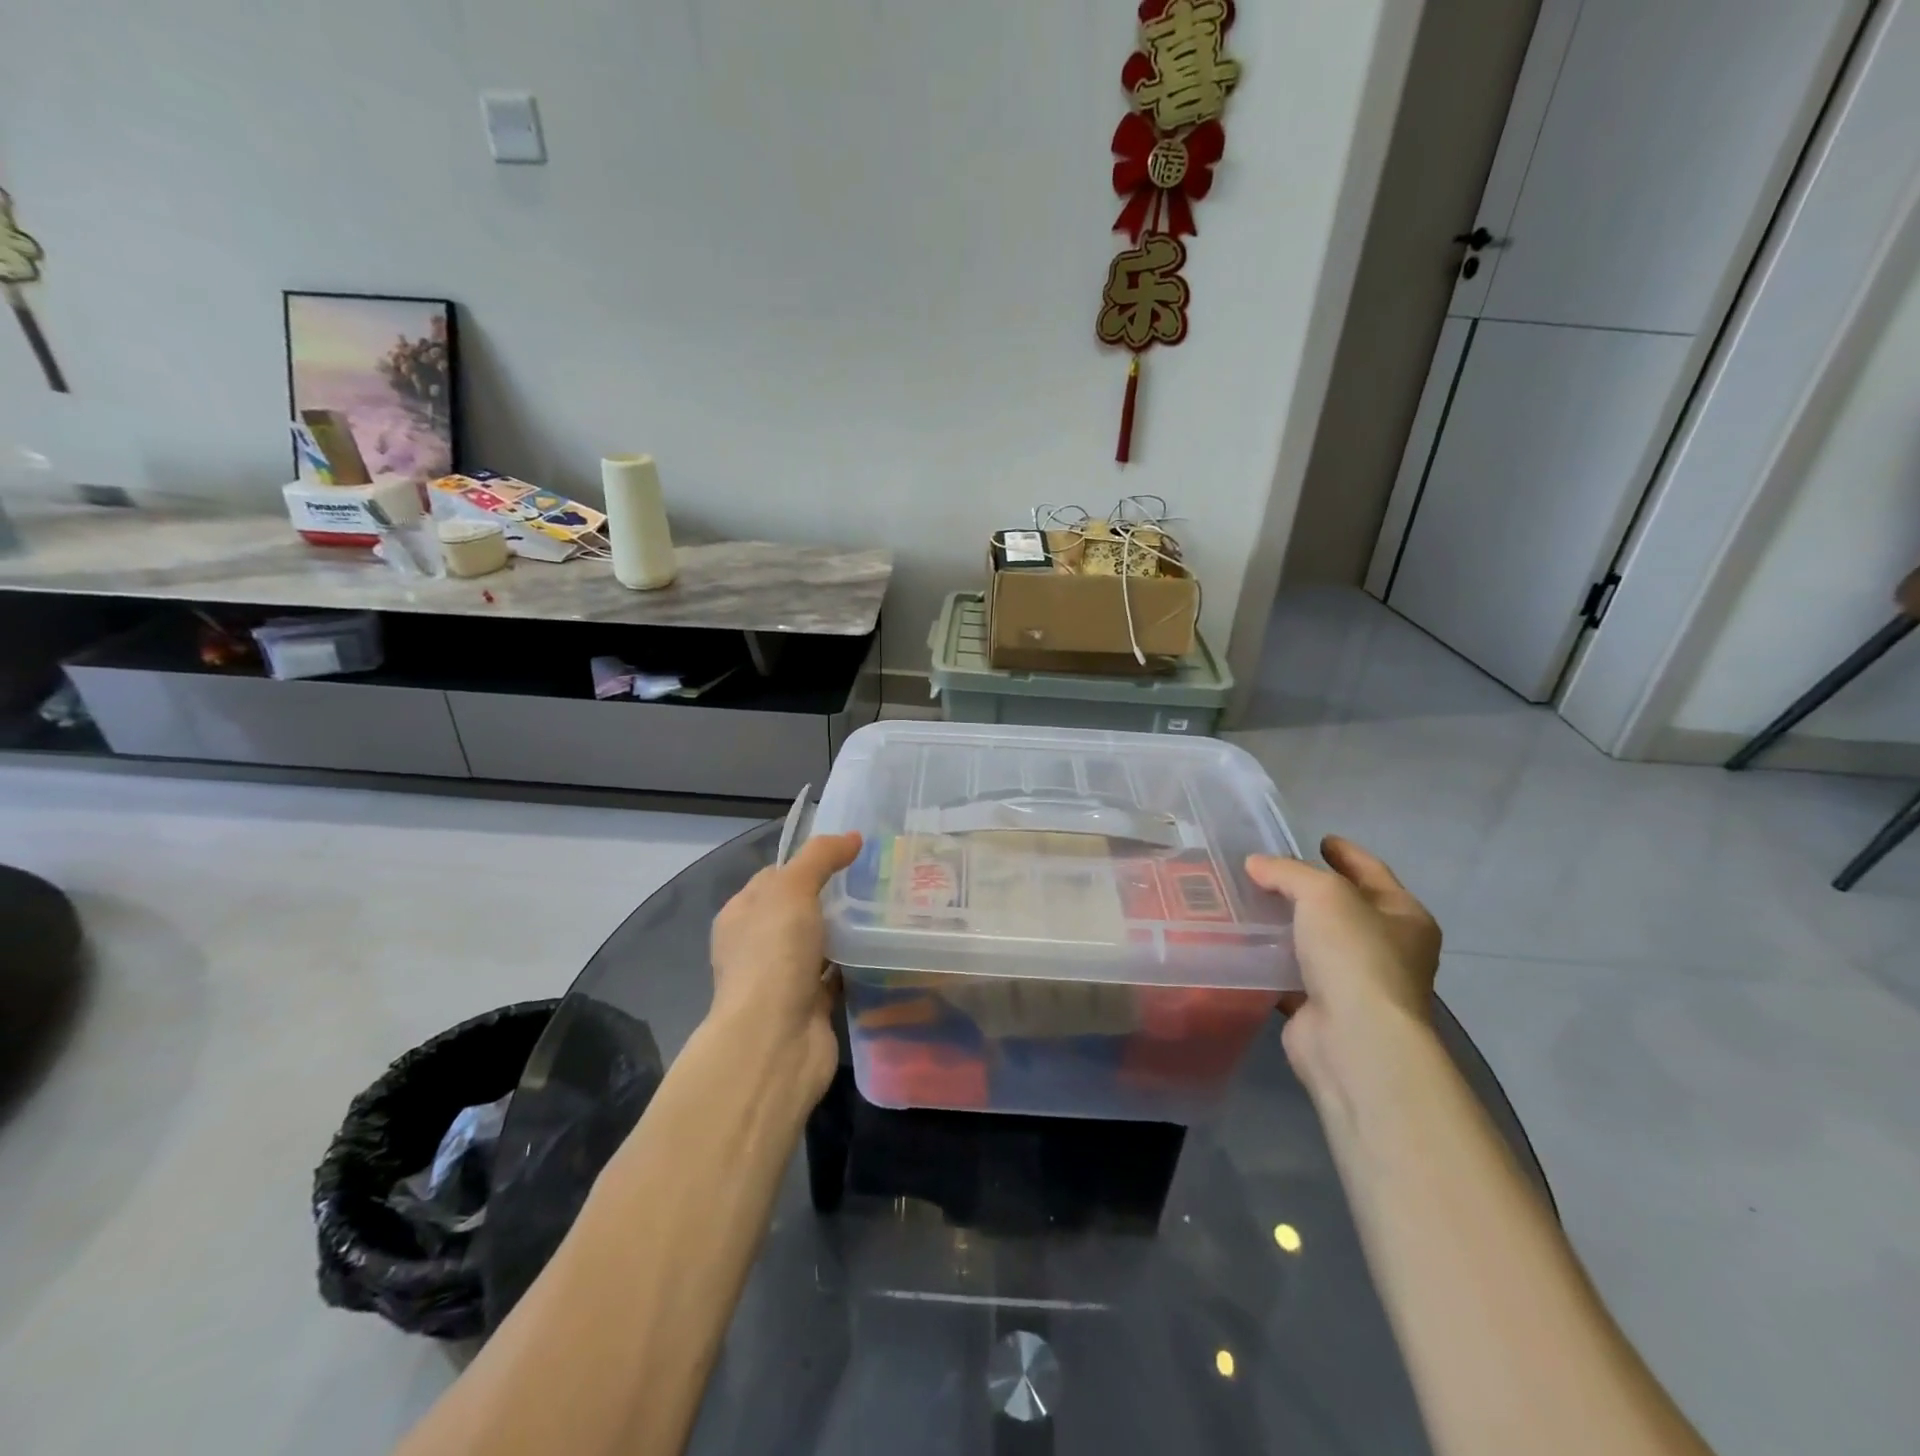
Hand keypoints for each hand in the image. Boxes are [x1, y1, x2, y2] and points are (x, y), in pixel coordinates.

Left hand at [708, 831, 861, 1099]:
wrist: (774, 1041)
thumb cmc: (774, 955)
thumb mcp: (792, 889)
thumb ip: (820, 858)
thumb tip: (852, 837)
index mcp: (743, 915)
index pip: (776, 877)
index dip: (809, 862)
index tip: (852, 852)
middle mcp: (759, 946)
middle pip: (801, 910)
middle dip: (836, 896)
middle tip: (880, 878)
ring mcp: (785, 978)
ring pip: (822, 944)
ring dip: (849, 932)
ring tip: (890, 908)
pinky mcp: (811, 1006)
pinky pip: (838, 975)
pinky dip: (858, 965)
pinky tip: (886, 948)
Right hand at [1245, 837, 1441, 1102]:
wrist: (1353, 1039)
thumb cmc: (1354, 955)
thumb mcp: (1323, 894)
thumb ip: (1288, 872)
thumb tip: (1256, 864)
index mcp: (1404, 917)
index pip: (1372, 872)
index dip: (1346, 853)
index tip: (1319, 838)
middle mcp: (1388, 949)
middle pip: (1343, 907)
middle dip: (1308, 890)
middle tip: (1269, 870)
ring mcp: (1356, 982)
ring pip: (1314, 942)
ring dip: (1285, 925)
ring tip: (1247, 902)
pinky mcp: (1322, 1008)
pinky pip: (1291, 974)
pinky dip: (1270, 961)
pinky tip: (1242, 944)